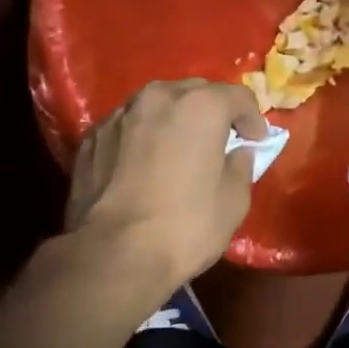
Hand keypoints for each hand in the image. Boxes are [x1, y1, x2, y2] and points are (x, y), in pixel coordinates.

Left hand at [66, 79, 267, 291]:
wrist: (113, 254)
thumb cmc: (185, 227)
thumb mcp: (233, 203)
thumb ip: (240, 167)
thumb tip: (237, 153)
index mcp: (200, 106)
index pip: (238, 96)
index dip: (253, 119)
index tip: (257, 141)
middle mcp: (157, 98)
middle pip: (194, 93)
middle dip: (211, 112)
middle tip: (219, 141)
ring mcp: (118, 116)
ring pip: (155, 106)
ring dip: (173, 121)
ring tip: (178, 150)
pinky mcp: (91, 139)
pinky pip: (127, 128)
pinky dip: (141, 138)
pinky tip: (143, 166)